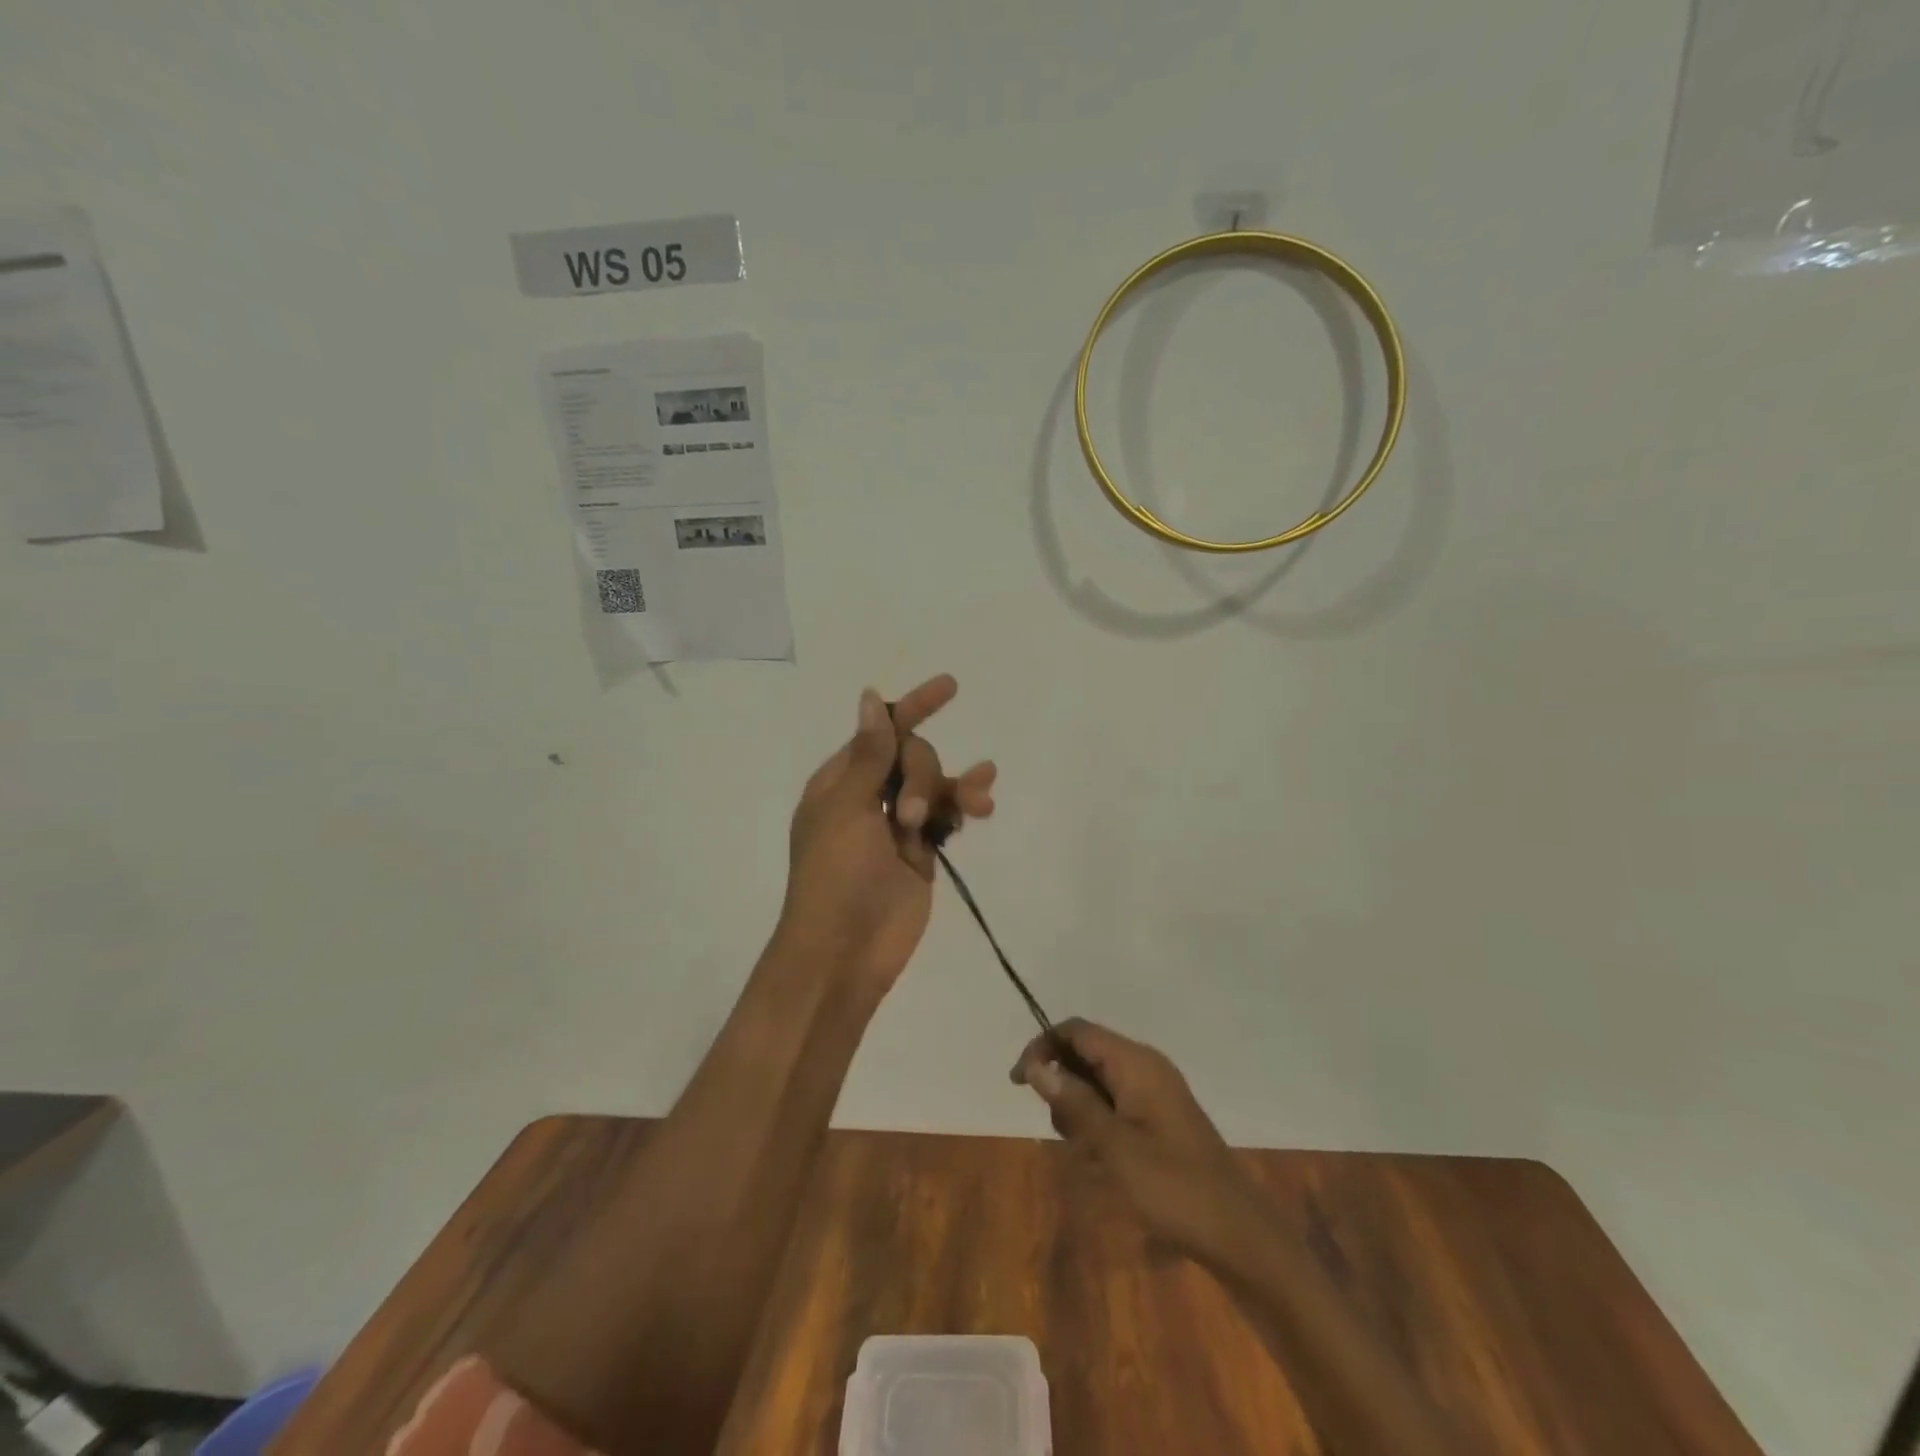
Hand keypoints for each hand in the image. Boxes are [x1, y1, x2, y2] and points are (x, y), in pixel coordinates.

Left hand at [779, 676, 995, 993]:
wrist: (844, 952)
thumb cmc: (834, 876)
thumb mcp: (848, 809)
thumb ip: (870, 754)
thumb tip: (871, 696)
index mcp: (841, 781)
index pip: (882, 732)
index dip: (914, 707)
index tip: (951, 687)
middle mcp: (869, 796)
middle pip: (913, 757)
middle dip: (923, 775)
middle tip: (911, 818)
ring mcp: (897, 825)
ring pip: (935, 785)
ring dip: (955, 787)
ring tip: (975, 806)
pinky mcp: (921, 852)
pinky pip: (947, 816)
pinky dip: (964, 807)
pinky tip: (984, 806)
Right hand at [1013, 1019, 1264, 1260]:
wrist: (1238, 1234)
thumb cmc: (1173, 1187)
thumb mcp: (1113, 1147)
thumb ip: (1074, 1102)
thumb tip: (1036, 1065)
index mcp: (1136, 1062)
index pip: (1076, 1031)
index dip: (1042, 1047)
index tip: (1019, 1083)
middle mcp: (1145, 1067)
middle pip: (1085, 1055)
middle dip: (1064, 1088)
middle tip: (1065, 1134)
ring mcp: (1155, 1092)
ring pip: (1098, 1083)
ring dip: (1081, 1113)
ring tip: (1090, 1156)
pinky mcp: (1160, 1118)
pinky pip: (1116, 1105)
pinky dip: (1100, 1126)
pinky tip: (1105, 1163)